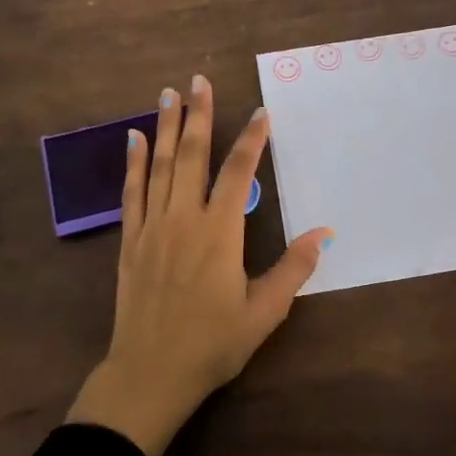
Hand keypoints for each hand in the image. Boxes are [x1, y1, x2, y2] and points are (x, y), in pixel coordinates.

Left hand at [65, 74, 331, 455]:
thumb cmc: (212, 344)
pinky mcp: (130, 240)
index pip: (239, 172)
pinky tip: (133, 138)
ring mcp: (153, 227)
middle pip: (192, 155)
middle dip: (198, 115)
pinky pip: (131, 192)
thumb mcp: (264, 313)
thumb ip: (293, 269)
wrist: (150, 374)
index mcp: (220, 233)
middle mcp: (184, 219)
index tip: (260, 112)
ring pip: (160, 166)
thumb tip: (325, 233)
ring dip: (165, 127)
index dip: (251, 139)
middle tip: (199, 80)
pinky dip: (133, 162)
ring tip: (168, 94)